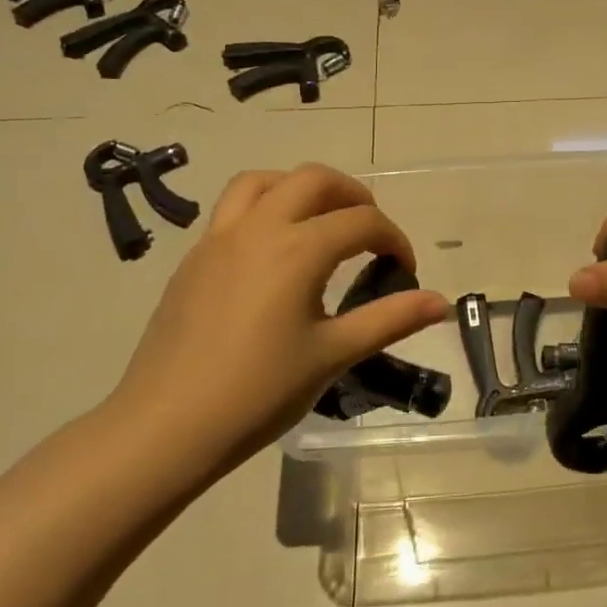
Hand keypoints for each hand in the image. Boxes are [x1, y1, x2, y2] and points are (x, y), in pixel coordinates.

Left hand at [108, 164, 449, 485]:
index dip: (393, 239)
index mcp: (297, 249)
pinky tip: (273, 252)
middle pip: (314, 179)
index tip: (403, 270)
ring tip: (320, 222)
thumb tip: (440, 302)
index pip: (362, 221)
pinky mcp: (194, 257)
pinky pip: (234, 208)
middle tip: (370, 231)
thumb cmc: (257, 393)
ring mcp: (219, 238)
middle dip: (352, 195)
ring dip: (301, 189)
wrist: (165, 427)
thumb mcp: (332, 356)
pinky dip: (265, 206)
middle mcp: (258, 228)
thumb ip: (389, 319)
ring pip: (264, 181)